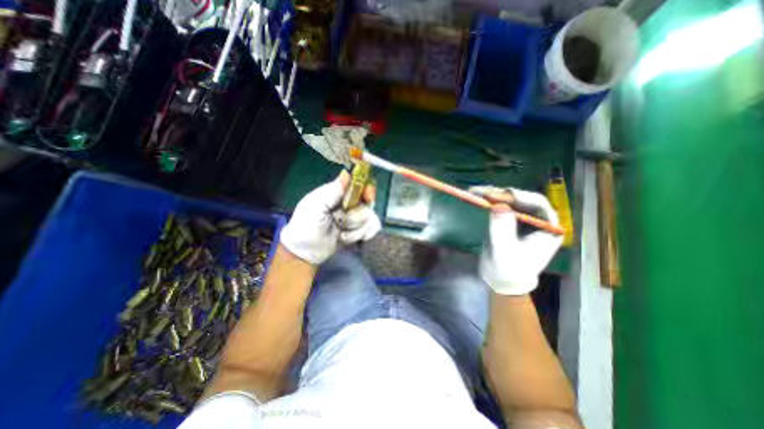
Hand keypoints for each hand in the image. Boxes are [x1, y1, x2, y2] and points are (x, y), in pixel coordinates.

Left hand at [280, 170, 380, 265]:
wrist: (306, 251)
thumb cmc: (306, 225)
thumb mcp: (315, 205)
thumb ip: (332, 191)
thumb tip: (346, 173)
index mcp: (337, 193)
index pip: (359, 185)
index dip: (366, 189)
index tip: (367, 197)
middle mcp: (349, 203)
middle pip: (368, 202)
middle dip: (358, 215)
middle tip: (346, 223)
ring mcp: (355, 217)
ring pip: (371, 216)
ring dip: (358, 229)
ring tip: (343, 235)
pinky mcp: (360, 229)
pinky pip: (373, 227)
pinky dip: (366, 233)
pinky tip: (356, 239)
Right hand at [476, 186, 561, 295]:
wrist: (501, 278)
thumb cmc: (508, 269)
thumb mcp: (504, 251)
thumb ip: (502, 230)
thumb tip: (498, 206)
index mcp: (548, 228)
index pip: (538, 205)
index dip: (520, 197)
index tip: (501, 196)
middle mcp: (538, 220)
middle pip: (522, 199)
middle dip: (502, 194)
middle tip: (483, 192)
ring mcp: (523, 218)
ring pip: (510, 200)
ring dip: (493, 194)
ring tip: (476, 191)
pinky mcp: (510, 219)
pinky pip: (501, 205)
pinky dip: (489, 200)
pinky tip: (477, 195)